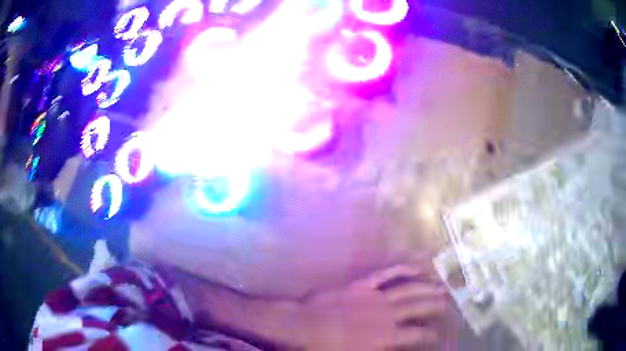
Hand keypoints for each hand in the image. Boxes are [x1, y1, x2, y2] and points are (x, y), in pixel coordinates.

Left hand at [298, 263, 448, 350]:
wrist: (302, 326)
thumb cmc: (326, 348)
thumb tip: (398, 348)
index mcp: (386, 336)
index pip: (417, 335)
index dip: (430, 335)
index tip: (438, 335)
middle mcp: (387, 315)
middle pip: (418, 307)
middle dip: (435, 305)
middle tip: (448, 301)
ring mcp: (375, 297)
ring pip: (408, 289)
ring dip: (425, 286)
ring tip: (440, 284)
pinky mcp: (361, 285)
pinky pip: (385, 274)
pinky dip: (401, 269)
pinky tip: (414, 265)